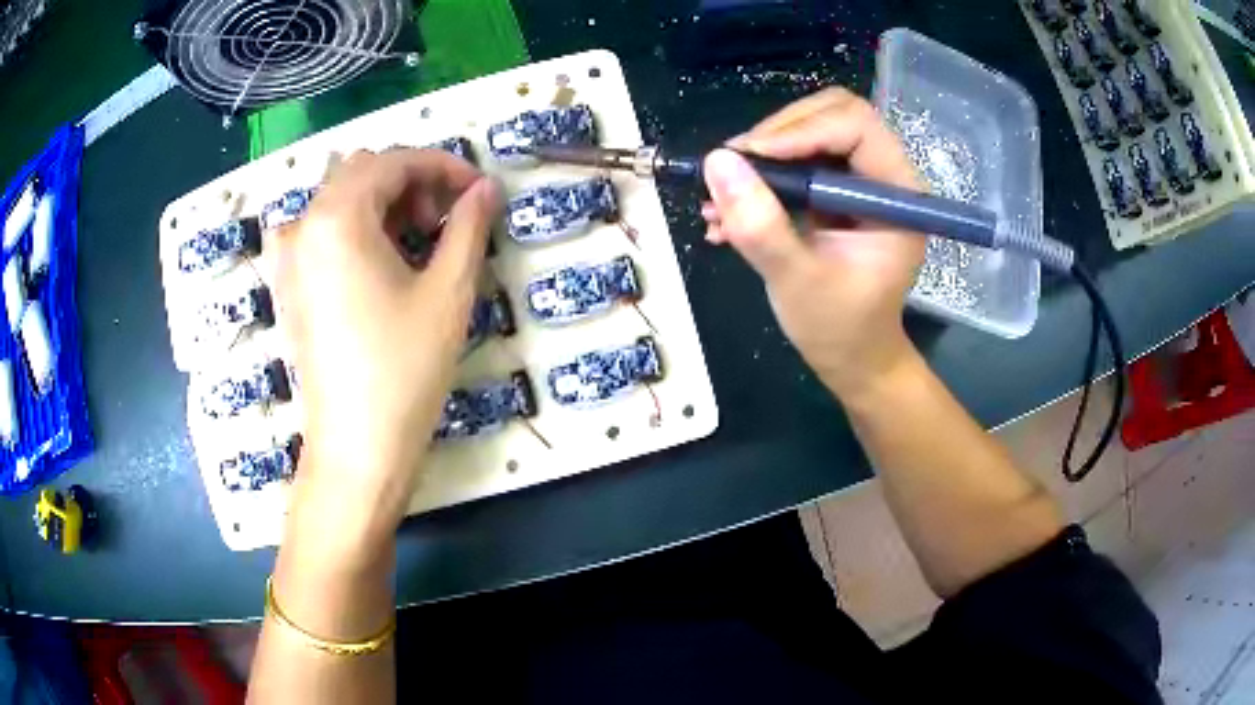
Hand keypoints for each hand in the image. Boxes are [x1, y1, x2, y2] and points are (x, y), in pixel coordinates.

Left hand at [272, 149, 500, 555]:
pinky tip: (378, 264)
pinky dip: (354, 229)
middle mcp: (303, 226)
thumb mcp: (448, 292)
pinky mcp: (288, 287)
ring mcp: (288, 258)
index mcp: (337, 217)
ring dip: (382, 204)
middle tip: (447, 222)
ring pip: (339, 200)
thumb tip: (487, 189)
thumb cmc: (403, 369)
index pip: (394, 161)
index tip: (478, 192)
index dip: (443, 167)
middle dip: (411, 183)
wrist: (356, 448)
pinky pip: (320, 232)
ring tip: (417, 244)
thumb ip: (470, 226)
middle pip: (362, 173)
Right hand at [701, 88, 924, 398]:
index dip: (801, 131)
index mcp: (899, 195)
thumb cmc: (840, 328)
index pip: (856, 126)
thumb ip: (761, 226)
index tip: (749, 157)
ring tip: (719, 198)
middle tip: (732, 169)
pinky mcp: (835, 190)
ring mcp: (859, 180)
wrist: (852, 356)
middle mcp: (884, 176)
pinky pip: (796, 159)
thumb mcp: (798, 281)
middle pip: (832, 115)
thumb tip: (717, 162)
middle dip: (776, 135)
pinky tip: (727, 212)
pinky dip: (761, 175)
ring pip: (809, 131)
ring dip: (761, 156)